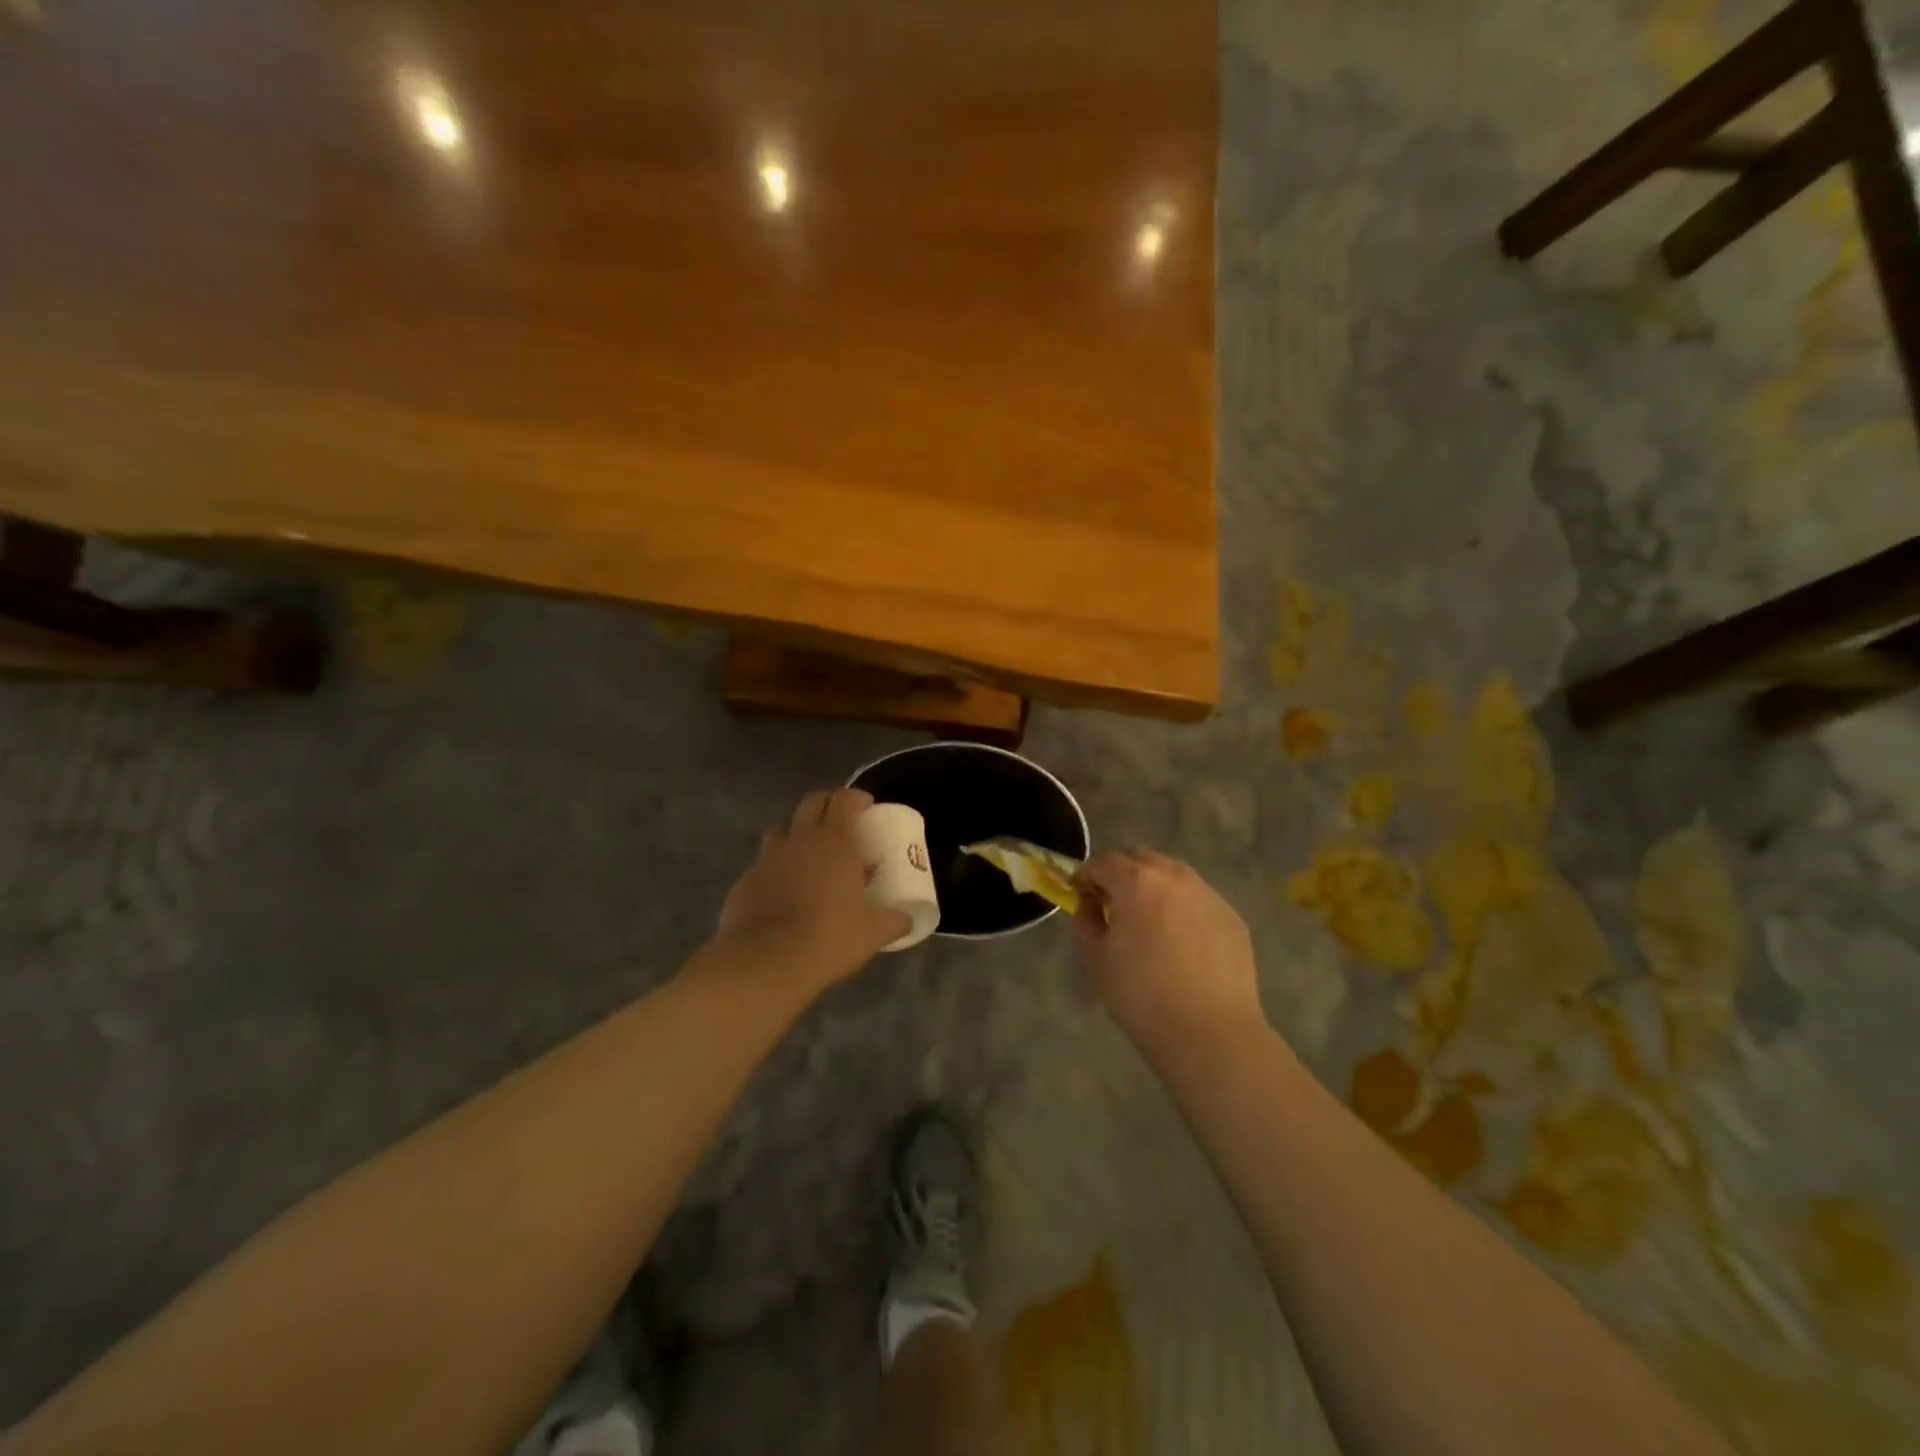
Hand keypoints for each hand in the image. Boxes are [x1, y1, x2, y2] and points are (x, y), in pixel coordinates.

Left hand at [712, 788, 910, 999]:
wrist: (763, 964)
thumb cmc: (826, 939)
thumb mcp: (872, 934)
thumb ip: (894, 921)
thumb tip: (907, 920)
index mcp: (834, 841)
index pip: (844, 799)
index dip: (857, 798)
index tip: (868, 809)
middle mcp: (799, 838)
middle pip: (812, 802)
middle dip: (829, 806)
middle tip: (843, 825)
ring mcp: (767, 856)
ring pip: (784, 827)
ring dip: (799, 831)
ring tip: (812, 853)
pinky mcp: (745, 878)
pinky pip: (765, 860)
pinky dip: (778, 863)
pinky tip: (786, 887)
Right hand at [1073, 850, 1266, 1066]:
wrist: (1210, 1032)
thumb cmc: (1142, 995)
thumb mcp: (1095, 959)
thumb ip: (1086, 921)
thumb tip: (1091, 906)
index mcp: (1137, 881)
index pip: (1102, 862)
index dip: (1086, 877)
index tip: (1081, 897)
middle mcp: (1174, 876)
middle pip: (1140, 859)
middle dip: (1121, 875)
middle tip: (1114, 906)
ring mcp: (1208, 894)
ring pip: (1172, 876)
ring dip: (1154, 888)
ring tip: (1149, 923)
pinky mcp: (1231, 916)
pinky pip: (1197, 901)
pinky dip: (1182, 910)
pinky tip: (1181, 944)